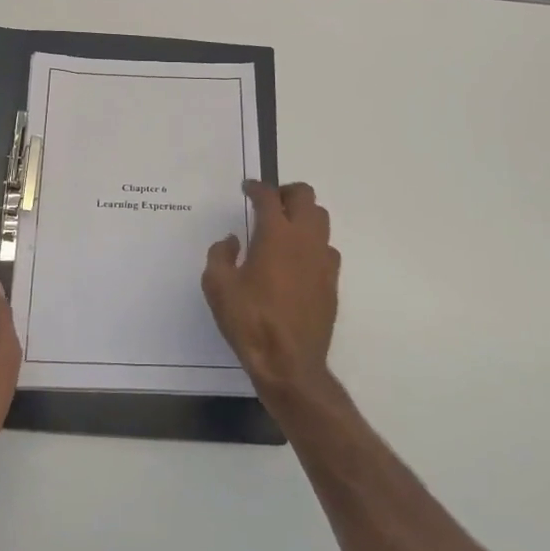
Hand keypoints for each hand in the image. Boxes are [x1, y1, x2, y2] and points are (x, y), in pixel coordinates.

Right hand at [203, 181, 340, 399]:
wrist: (289, 362)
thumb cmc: (249, 321)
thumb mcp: (217, 286)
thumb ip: (220, 255)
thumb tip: (233, 241)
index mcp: (276, 235)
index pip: (269, 197)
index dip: (257, 187)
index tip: (247, 188)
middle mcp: (305, 239)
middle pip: (305, 197)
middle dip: (286, 192)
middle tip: (269, 203)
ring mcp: (323, 260)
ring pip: (321, 219)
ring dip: (303, 214)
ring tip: (284, 227)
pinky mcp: (332, 281)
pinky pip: (327, 248)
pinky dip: (312, 242)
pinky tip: (297, 259)